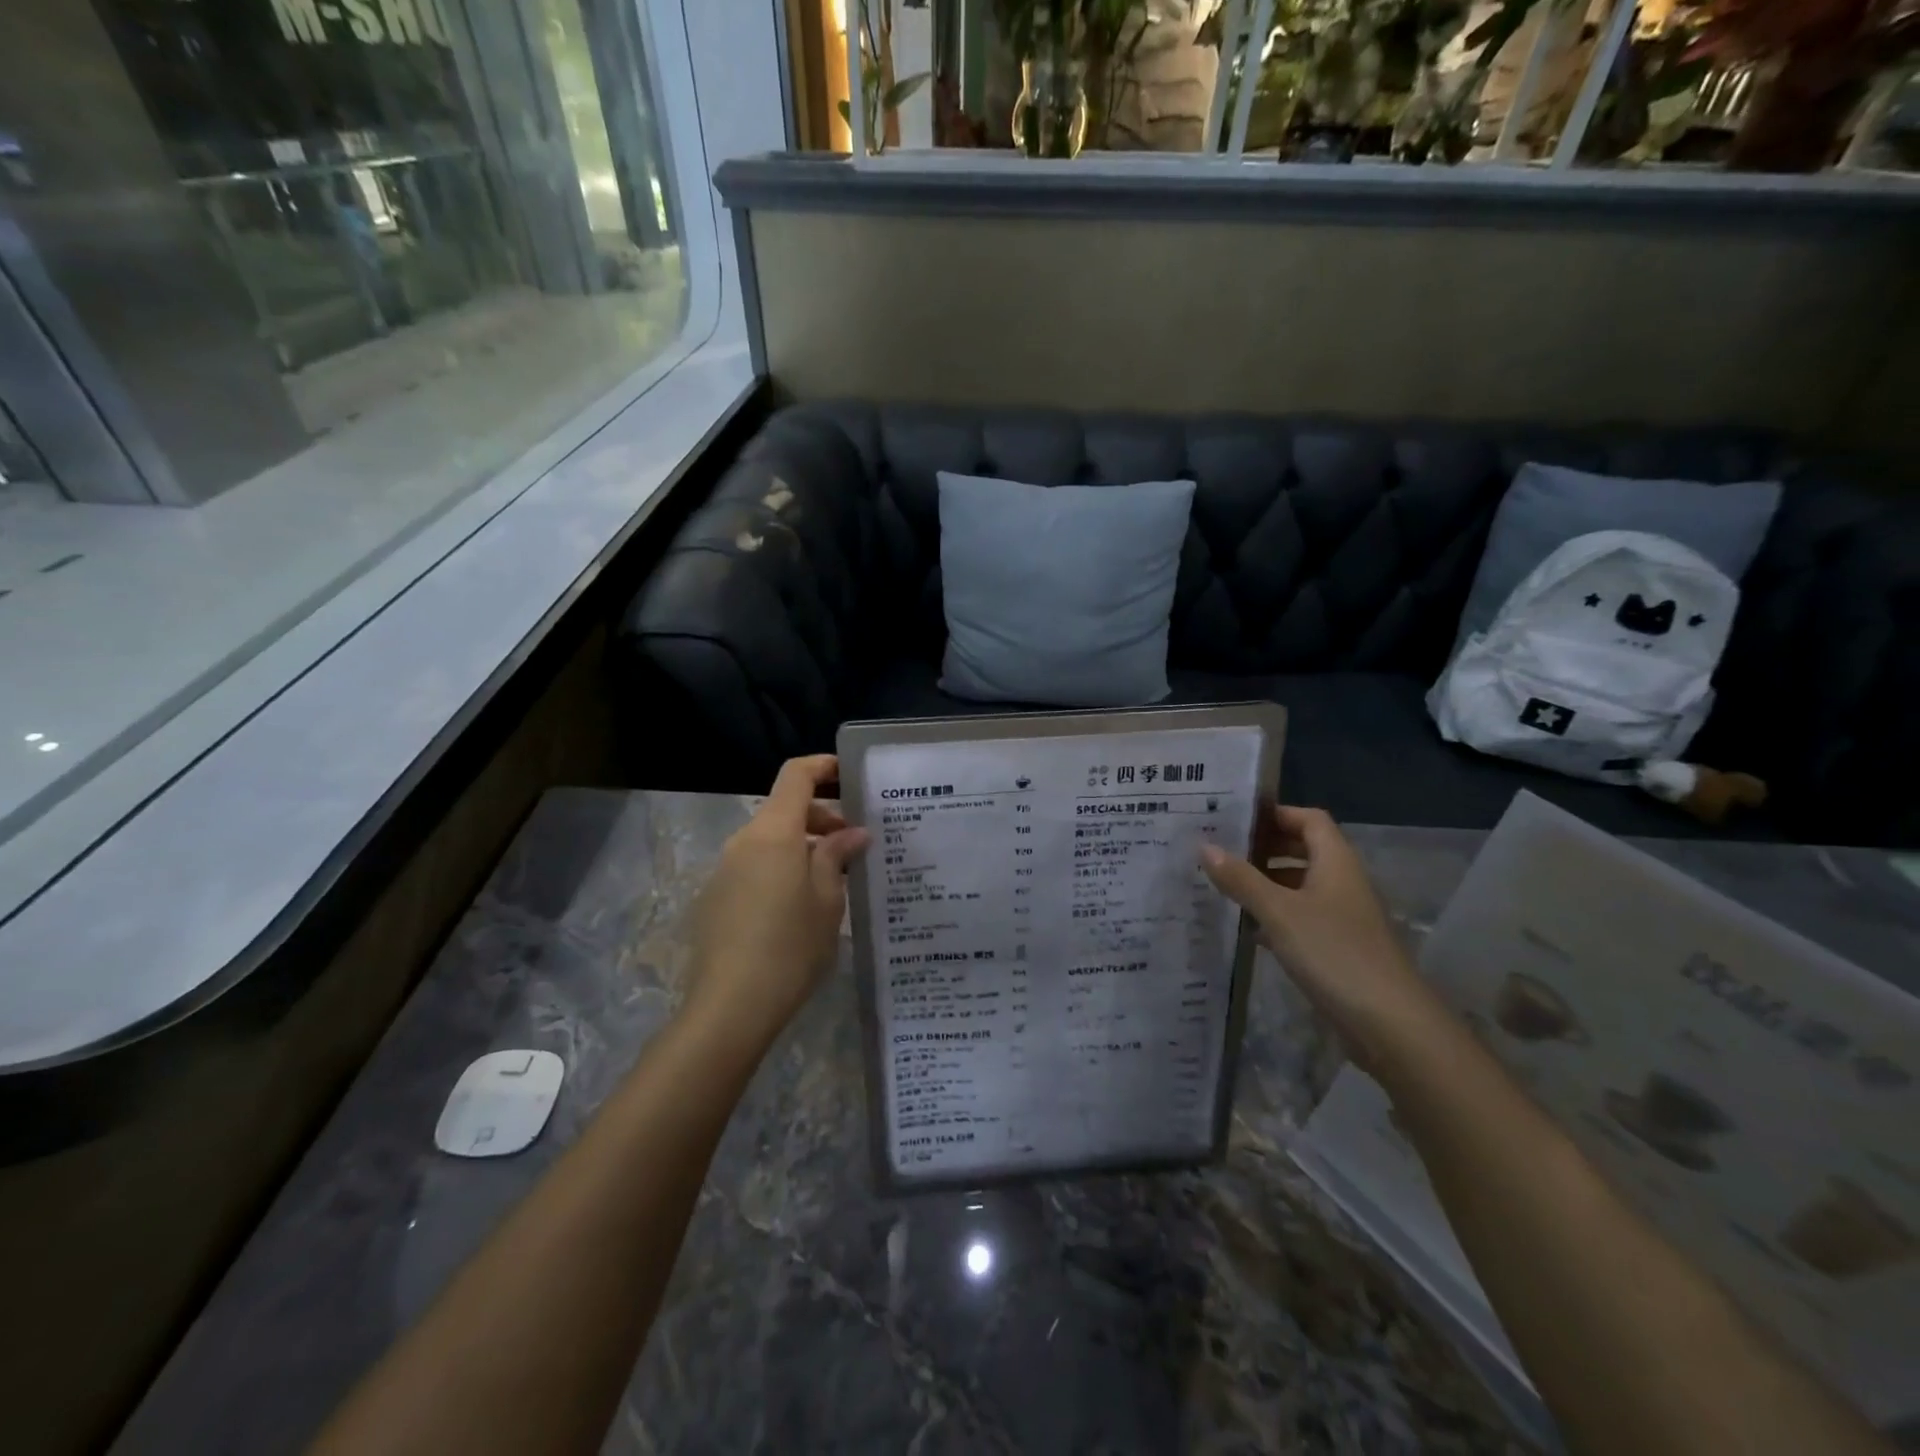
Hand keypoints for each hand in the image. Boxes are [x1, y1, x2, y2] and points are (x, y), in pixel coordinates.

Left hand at [685, 755, 868, 1048]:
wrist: (730, 1006)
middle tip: (856, 844)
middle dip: (822, 817)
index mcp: (773, 832)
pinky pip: (756, 866)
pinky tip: (803, 905)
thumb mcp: (827, 899)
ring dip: (804, 846)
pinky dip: (783, 869)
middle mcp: (744, 841)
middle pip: (784, 808)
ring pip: (771, 840)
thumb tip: (851, 833)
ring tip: (836, 877)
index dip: (824, 767)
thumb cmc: (790, 946)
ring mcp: (725, 869)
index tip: (852, 777)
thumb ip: (836, 856)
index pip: (796, 775)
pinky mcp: (717, 897)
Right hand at [1201, 805, 1451, 1074]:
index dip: (1275, 814)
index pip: (1308, 819)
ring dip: (1266, 883)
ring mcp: (1342, 916)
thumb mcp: (1279, 912)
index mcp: (1335, 862)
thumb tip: (1205, 846)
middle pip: (1303, 850)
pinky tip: (1246, 926)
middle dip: (1264, 848)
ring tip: (1223, 885)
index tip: (1235, 819)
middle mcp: (1342, 881)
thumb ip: (1241, 879)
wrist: (1390, 1023)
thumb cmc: (1334, 953)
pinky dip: (1275, 915)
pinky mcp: (1338, 947)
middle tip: (1220, 850)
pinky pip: (1301, 917)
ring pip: (1300, 885)